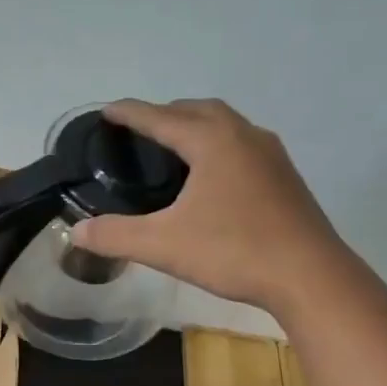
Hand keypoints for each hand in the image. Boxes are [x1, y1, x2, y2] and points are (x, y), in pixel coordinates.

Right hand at [70, 98, 353, 310]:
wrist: (309, 276)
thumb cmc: (234, 251)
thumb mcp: (163, 245)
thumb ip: (115, 236)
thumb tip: (77, 231)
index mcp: (212, 141)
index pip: (160, 117)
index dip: (129, 113)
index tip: (106, 111)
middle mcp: (244, 135)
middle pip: (197, 110)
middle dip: (165, 114)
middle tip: (139, 132)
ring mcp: (271, 154)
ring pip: (226, 125)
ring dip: (196, 127)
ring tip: (173, 149)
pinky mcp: (285, 177)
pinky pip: (243, 145)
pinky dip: (218, 147)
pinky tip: (212, 177)